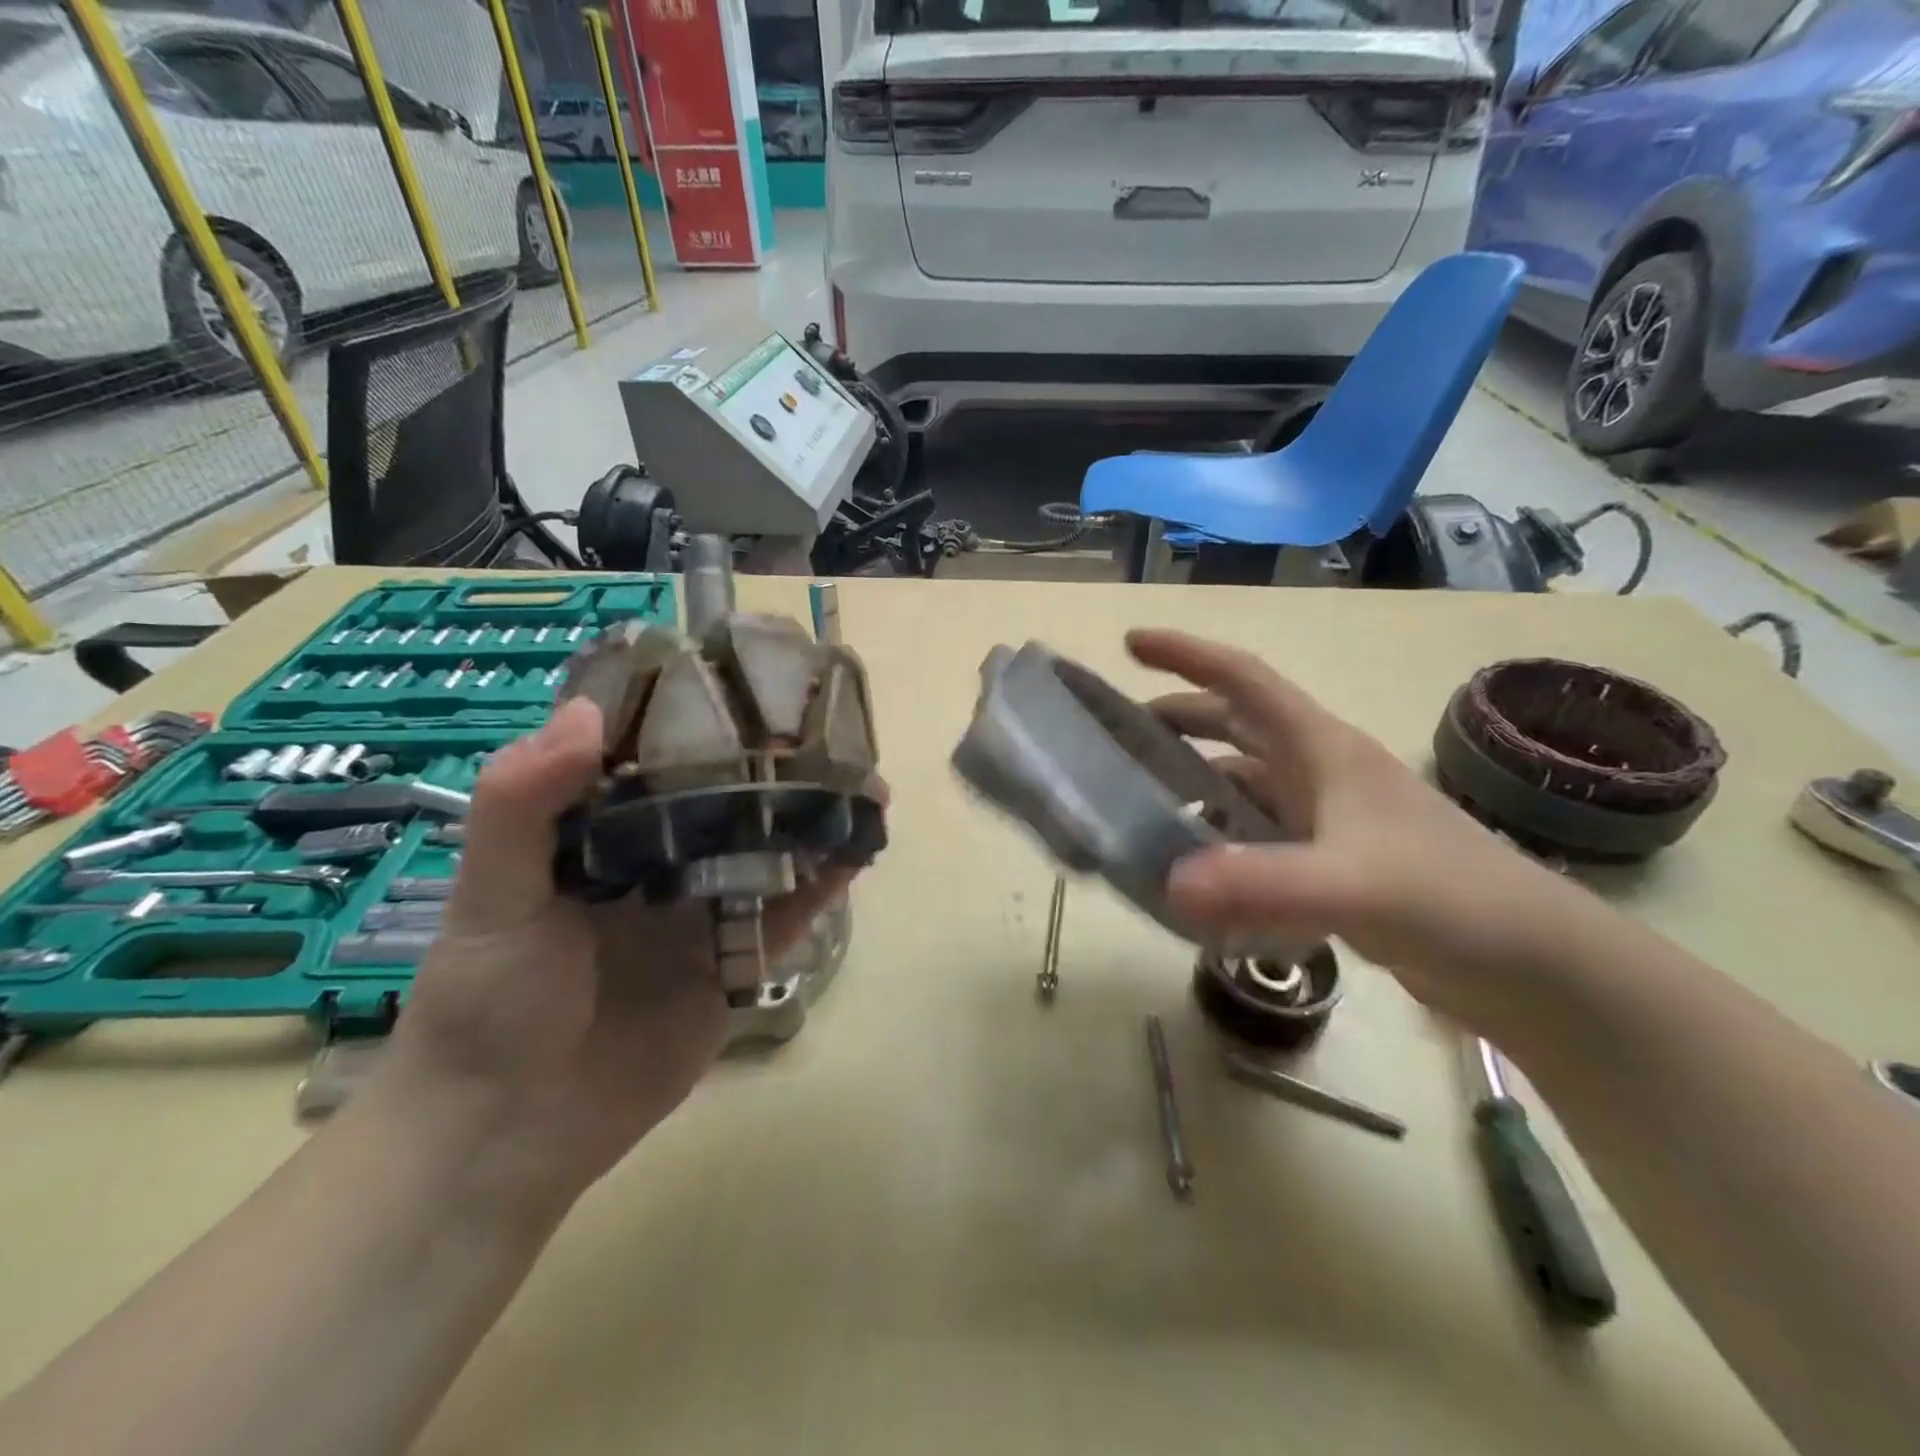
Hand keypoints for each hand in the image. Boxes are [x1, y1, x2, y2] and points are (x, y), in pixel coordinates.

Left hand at [377, 697, 866, 1210]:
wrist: (511, 1133)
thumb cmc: (486, 1004)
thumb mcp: (491, 898)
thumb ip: (523, 806)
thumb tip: (586, 714)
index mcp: (600, 830)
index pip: (655, 754)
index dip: (698, 713)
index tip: (745, 673)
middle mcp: (658, 860)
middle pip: (726, 795)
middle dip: (774, 761)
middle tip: (826, 722)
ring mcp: (702, 910)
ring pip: (767, 848)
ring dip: (811, 816)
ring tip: (862, 777)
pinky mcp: (735, 961)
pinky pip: (787, 914)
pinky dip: (824, 883)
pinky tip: (859, 848)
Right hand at [1131, 629, 1586, 1030]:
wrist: (1534, 965)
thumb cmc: (1452, 899)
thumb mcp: (1355, 884)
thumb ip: (1263, 882)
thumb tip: (1168, 883)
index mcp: (1321, 748)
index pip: (1243, 679)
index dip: (1187, 654)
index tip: (1131, 643)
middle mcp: (1319, 772)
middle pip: (1234, 726)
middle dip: (1176, 721)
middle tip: (1116, 738)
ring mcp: (1326, 817)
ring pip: (1243, 782)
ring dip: (1193, 783)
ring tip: (1141, 805)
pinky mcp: (1330, 860)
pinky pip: (1257, 834)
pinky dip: (1220, 839)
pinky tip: (1194, 867)